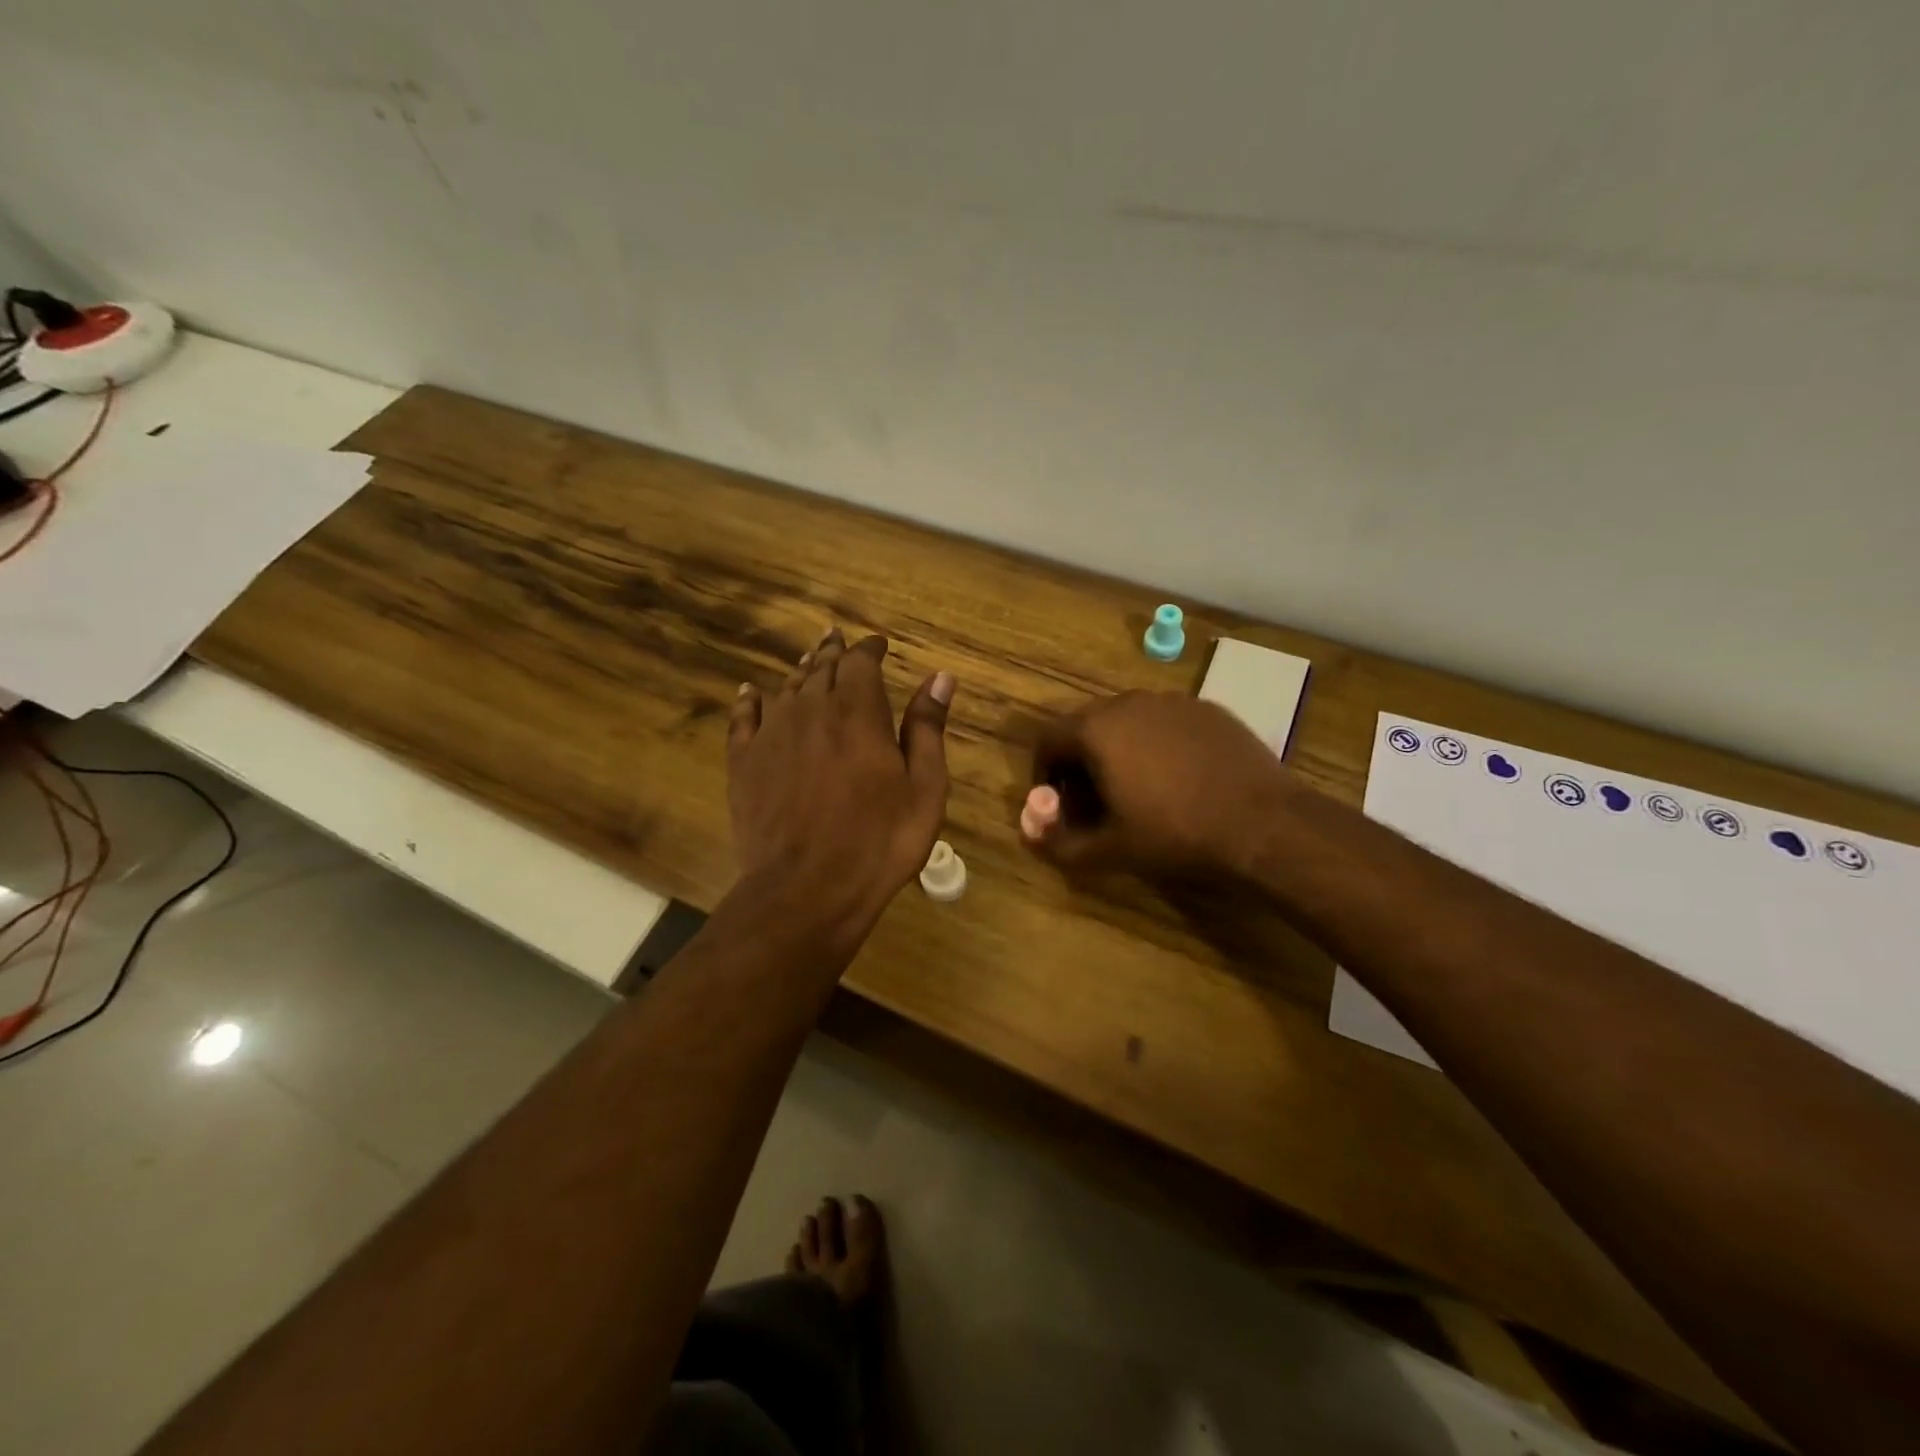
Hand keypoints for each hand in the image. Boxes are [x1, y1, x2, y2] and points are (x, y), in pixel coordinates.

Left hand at [729, 628, 954, 936]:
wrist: (807, 888)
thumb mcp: (924, 787)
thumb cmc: (880, 841)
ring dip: (801, 671)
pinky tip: (749, 692)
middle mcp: (811, 709)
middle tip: (839, 640)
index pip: (861, 662)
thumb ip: (928, 728)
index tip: (879, 645)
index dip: (870, 649)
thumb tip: (940, 677)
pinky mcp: (744, 762)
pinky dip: (749, 700)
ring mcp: (772, 734)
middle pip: (821, 667)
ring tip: (809, 662)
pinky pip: (743, 718)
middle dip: (834, 652)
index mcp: (858, 711)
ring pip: (786, 687)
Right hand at [1022, 691, 1291, 877]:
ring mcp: (1172, 702)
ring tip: (1134, 790)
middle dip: (1079, 762)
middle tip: (1091, 801)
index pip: (1048, 740)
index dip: (1044, 773)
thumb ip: (1058, 844)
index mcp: (1097, 729)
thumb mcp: (1109, 851)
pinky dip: (1154, 745)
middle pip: (1086, 726)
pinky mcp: (1207, 709)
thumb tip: (1030, 833)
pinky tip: (1176, 779)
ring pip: (1126, 721)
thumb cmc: (1176, 835)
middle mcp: (1129, 702)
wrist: (1263, 824)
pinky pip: (1164, 722)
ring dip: (1116, 751)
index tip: (1056, 804)